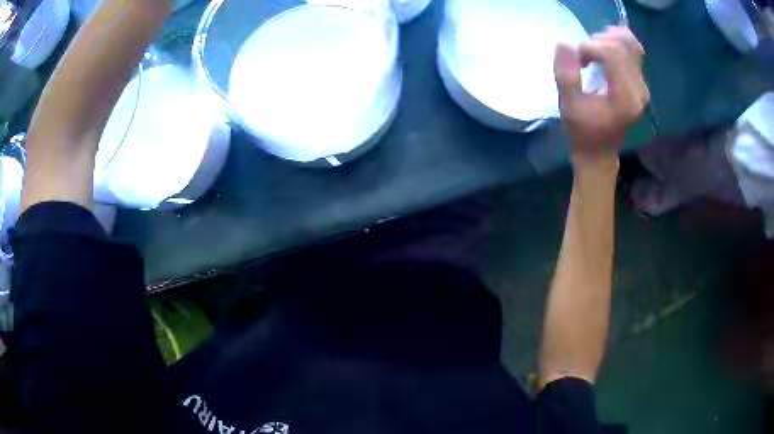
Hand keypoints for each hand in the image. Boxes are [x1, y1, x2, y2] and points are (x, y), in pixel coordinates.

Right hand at [554, 26, 649, 168]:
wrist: (599, 152)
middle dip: (596, 43)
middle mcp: (639, 90)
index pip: (611, 53)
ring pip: (630, 44)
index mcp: (625, 98)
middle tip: (583, 58)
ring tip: (594, 52)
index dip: (589, 48)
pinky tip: (605, 47)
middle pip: (620, 46)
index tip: (576, 61)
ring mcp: (642, 86)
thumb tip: (564, 43)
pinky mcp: (640, 82)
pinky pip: (634, 50)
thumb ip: (566, 75)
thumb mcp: (568, 105)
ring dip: (607, 39)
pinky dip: (618, 41)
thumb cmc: (582, 132)